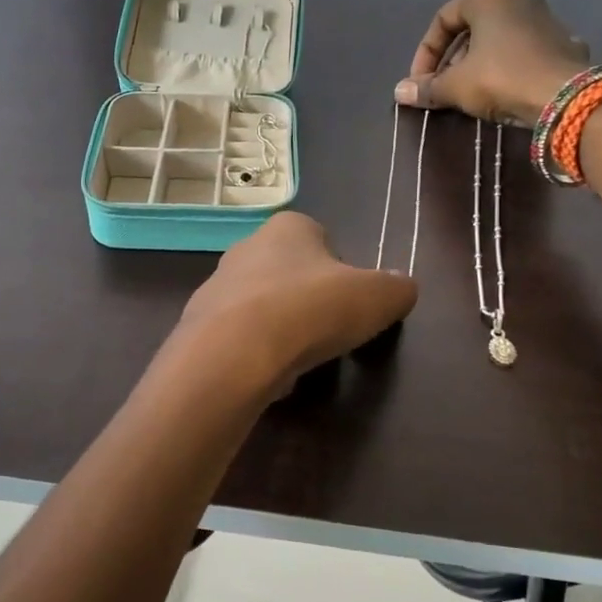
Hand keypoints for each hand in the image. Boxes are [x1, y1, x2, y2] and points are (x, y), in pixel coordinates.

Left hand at [173, 213, 417, 399]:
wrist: (233, 354)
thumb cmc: (311, 310)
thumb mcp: (377, 298)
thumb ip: (396, 289)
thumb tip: (402, 288)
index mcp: (289, 228)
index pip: (321, 237)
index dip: (340, 270)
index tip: (350, 302)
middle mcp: (247, 247)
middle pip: (288, 271)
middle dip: (307, 298)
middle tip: (327, 331)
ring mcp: (217, 286)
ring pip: (260, 304)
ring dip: (279, 326)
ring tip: (298, 357)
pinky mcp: (199, 325)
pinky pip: (238, 337)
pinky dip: (255, 353)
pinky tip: (268, 373)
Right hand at [395, 0, 590, 127]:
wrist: (565, 97)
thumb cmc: (501, 78)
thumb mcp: (456, 86)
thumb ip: (428, 87)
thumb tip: (399, 93)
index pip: (443, 19)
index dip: (425, 53)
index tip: (420, 82)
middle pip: (471, 28)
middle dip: (451, 60)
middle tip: (442, 88)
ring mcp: (545, 19)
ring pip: (498, 39)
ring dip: (477, 64)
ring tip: (469, 93)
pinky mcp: (562, 42)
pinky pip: (522, 52)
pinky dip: (506, 68)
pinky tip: (502, 92)